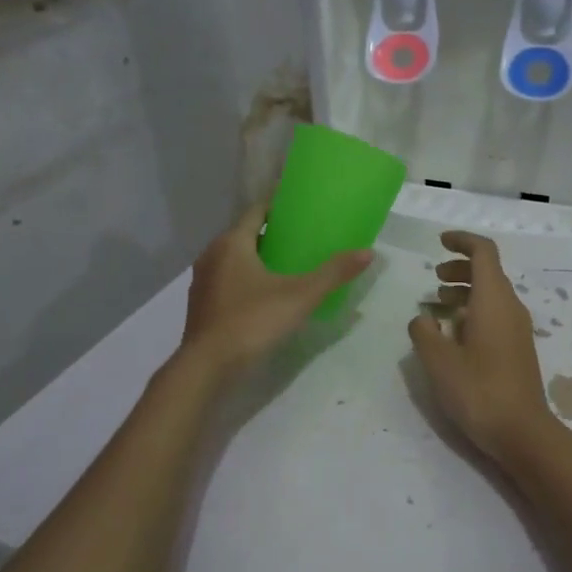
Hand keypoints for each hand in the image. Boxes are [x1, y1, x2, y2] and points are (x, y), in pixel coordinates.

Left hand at [178, 205, 371, 380]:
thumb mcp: (300, 296)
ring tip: (287, 266)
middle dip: (271, 234)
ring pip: (234, 259)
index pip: (256, 211)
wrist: (207, 366)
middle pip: (245, 235)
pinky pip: (227, 281)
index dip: (278, 206)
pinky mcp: (202, 305)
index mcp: (232, 243)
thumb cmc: (252, 321)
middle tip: (302, 238)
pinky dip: (246, 280)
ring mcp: (203, 281)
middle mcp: (212, 255)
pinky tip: (265, 295)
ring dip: (257, 259)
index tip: (300, 207)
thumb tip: (369, 252)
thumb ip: (333, 273)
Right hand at [407, 231, 554, 462]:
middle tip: (434, 280)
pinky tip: (454, 334)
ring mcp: (518, 329)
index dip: (462, 241)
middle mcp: (510, 307)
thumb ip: (423, 332)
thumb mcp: (439, 361)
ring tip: (438, 305)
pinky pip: (496, 315)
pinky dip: (474, 311)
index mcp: (494, 300)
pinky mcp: (518, 349)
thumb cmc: (479, 391)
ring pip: (492, 295)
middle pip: (488, 272)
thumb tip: (422, 317)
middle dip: (460, 268)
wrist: (522, 432)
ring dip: (465, 291)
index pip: (484, 252)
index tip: (440, 242)